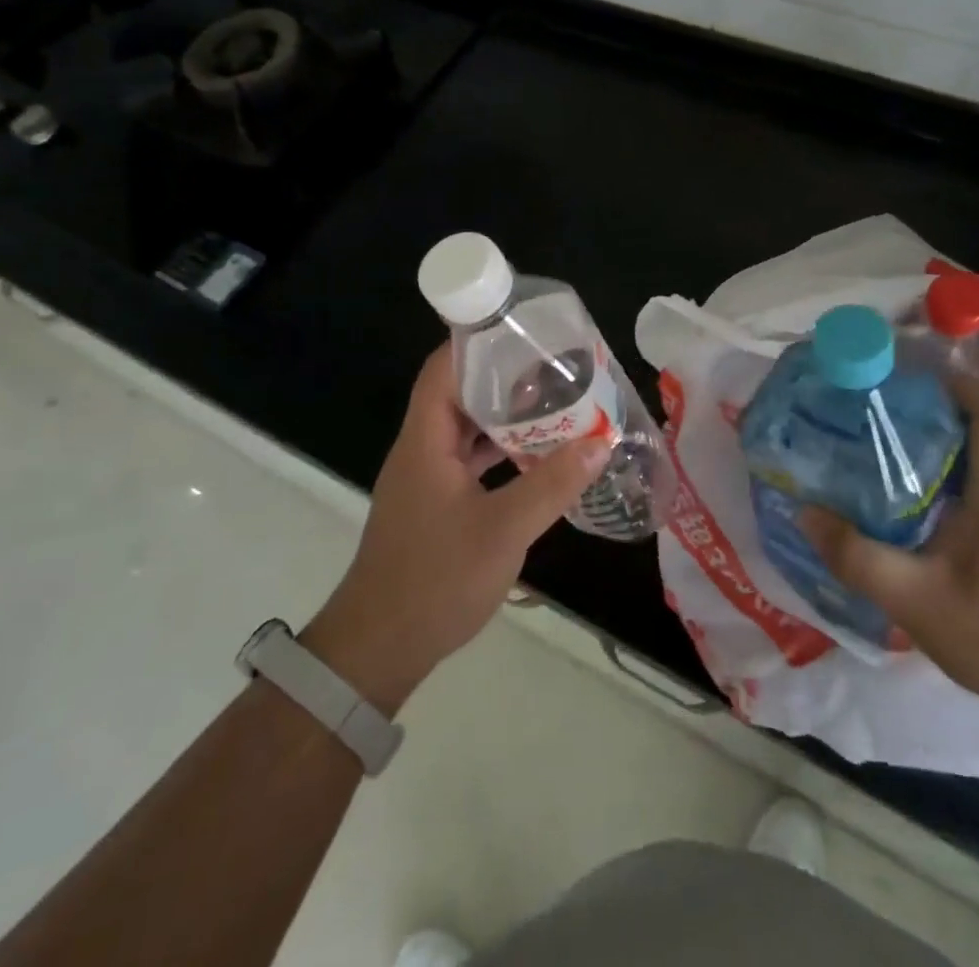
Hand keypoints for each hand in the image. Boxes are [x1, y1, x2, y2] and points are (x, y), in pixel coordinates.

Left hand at [301, 345, 609, 715]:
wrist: (378, 648)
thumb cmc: (434, 579)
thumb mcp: (503, 530)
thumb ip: (552, 483)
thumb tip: (600, 441)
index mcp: (425, 440)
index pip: (443, 369)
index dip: (477, 342)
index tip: (522, 329)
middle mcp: (422, 450)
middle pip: (459, 394)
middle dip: (504, 377)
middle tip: (554, 366)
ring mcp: (427, 479)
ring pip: (467, 430)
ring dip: (505, 417)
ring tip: (555, 404)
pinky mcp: (435, 506)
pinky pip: (470, 461)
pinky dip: (500, 452)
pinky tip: (536, 457)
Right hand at [800, 376, 978, 723]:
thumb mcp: (911, 598)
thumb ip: (855, 555)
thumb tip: (805, 513)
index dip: (954, 385)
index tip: (905, 382)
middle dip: (932, 412)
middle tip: (876, 415)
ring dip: (940, 445)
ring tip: (884, 451)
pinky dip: (950, 475)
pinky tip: (913, 500)